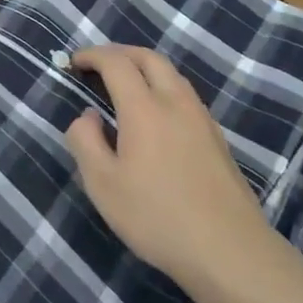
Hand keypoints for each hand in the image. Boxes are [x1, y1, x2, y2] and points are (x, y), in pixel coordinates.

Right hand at [65, 46, 271, 290]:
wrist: (228, 249)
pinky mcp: (217, 138)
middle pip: (149, 58)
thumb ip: (85, 141)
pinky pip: (185, 95)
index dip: (93, 55)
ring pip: (172, 75)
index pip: (116, 63)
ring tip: (124, 85)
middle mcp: (176, 102)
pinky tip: (156, 115)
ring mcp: (202, 119)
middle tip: (98, 64)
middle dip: (120, 53)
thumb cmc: (156, 216)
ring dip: (144, 68)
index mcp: (144, 108)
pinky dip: (163, 88)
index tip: (74, 61)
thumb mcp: (103, 184)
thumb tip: (87, 116)